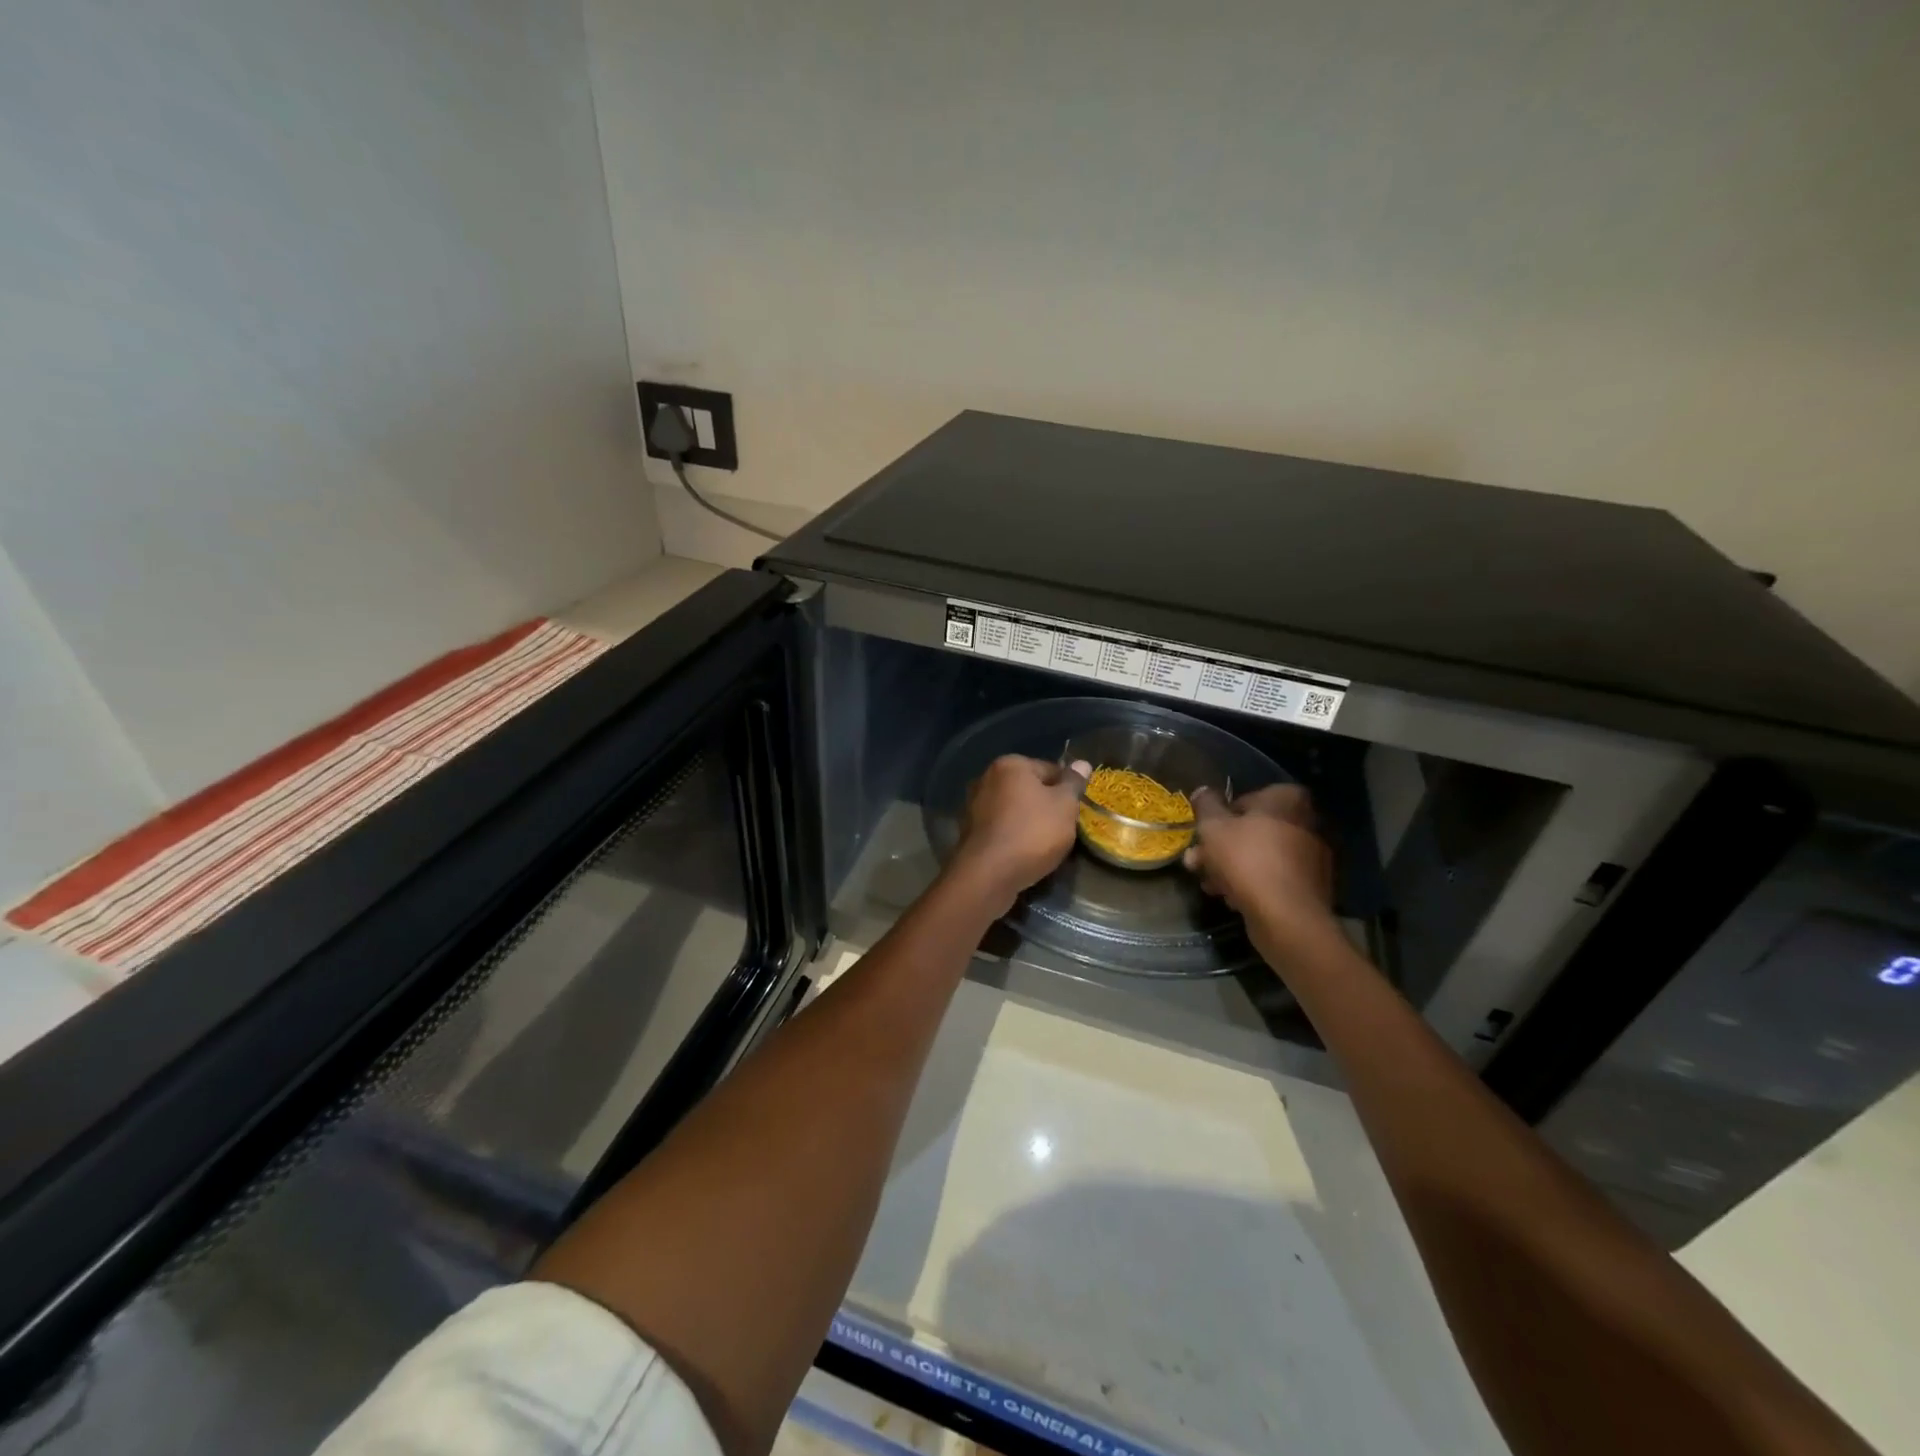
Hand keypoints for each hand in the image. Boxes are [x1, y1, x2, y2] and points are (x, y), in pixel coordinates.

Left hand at [950, 755, 1089, 908]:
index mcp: (1010, 765)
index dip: (1067, 789)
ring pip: (1014, 810)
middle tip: (1064, 828)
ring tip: (1045, 844)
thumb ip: (1073, 783)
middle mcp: (986, 778)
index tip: (1076, 809)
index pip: (1050, 769)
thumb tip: (1082, 763)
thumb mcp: (1064, 806)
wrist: (989, 874)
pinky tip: (1024, 853)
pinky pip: (1001, 829)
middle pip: (1028, 789)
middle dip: (1046, 806)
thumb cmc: (1032, 832)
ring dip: (1029, 823)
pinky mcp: (969, 832)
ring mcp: (974, 806)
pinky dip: (1013, 837)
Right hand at [1184, 784, 1335, 944]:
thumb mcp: (1213, 827)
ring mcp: (1313, 856)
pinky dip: (1254, 884)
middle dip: (1220, 848)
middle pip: (1252, 831)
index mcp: (1286, 799)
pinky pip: (1274, 877)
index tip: (1202, 837)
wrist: (1287, 917)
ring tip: (1210, 886)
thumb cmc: (1247, 861)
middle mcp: (1307, 822)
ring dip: (1232, 868)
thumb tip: (1203, 791)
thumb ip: (1206, 805)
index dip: (1218, 819)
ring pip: (1261, 856)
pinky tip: (1233, 899)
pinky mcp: (1312, 886)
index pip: (1244, 799)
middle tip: (1197, 864)